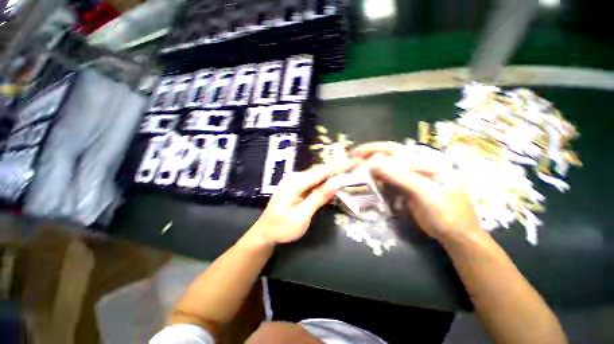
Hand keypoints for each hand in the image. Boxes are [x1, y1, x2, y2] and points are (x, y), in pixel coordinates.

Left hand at [251, 160, 357, 244]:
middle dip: (338, 167)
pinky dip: (325, 179)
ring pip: (318, 174)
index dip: (339, 166)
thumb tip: (336, 183)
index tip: (355, 161)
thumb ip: (318, 198)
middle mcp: (295, 177)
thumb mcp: (301, 217)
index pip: (322, 171)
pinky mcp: (296, 186)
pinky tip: (334, 180)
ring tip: (349, 170)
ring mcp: (294, 180)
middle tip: (355, 164)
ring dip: (333, 172)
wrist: (264, 232)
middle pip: (320, 170)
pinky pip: (313, 180)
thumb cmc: (282, 228)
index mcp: (295, 183)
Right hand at [352, 142, 482, 242]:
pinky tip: (368, 179)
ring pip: (387, 166)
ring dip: (372, 166)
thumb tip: (376, 163)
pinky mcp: (407, 186)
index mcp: (427, 161)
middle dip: (370, 154)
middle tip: (353, 157)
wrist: (455, 234)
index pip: (395, 151)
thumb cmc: (446, 214)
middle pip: (390, 154)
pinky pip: (389, 178)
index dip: (374, 151)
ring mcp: (412, 175)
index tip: (356, 156)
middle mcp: (419, 164)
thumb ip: (402, 177)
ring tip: (356, 167)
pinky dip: (377, 177)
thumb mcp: (426, 194)